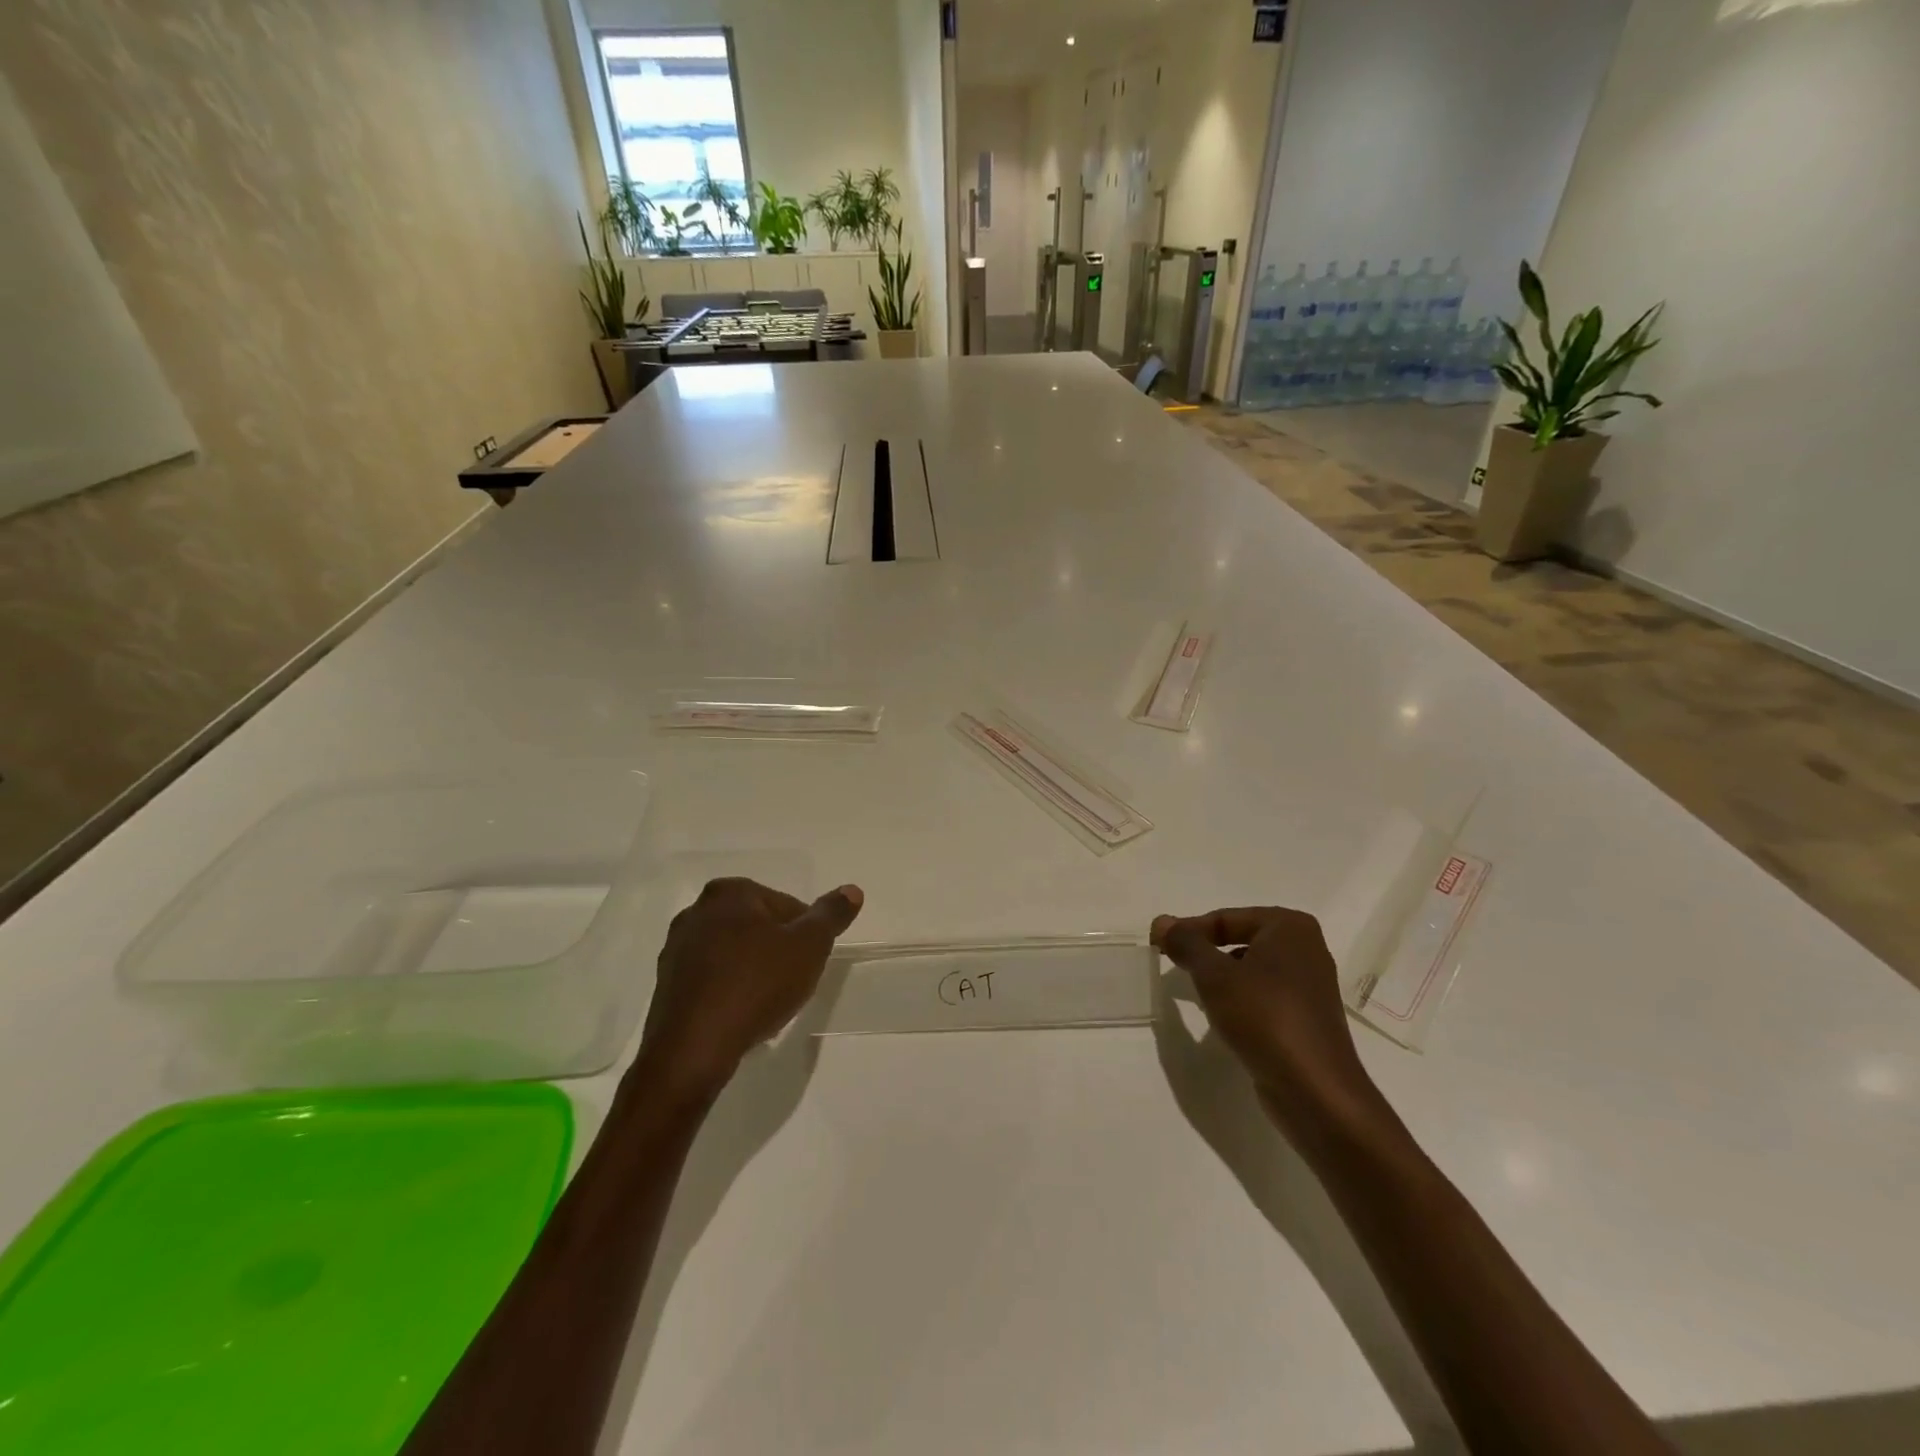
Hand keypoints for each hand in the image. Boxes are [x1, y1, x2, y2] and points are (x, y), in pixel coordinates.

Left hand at [635, 878, 863, 1098]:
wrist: (694, 1048)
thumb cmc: (757, 985)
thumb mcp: (809, 946)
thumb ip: (831, 915)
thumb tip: (852, 890)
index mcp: (730, 892)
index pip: (786, 905)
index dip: (805, 934)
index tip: (809, 962)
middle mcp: (697, 911)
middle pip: (758, 926)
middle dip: (778, 950)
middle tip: (793, 982)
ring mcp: (676, 948)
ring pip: (734, 952)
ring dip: (754, 970)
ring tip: (768, 1002)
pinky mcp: (667, 983)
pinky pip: (712, 978)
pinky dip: (730, 989)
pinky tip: (742, 1014)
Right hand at [1150, 906, 1385, 1141]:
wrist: (1315, 1091)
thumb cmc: (1264, 1017)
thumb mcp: (1215, 975)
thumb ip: (1187, 944)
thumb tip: (1161, 921)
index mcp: (1290, 927)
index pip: (1225, 918)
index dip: (1188, 930)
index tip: (1157, 946)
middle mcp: (1305, 949)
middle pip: (1239, 940)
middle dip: (1204, 953)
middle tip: (1172, 966)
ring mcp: (1309, 985)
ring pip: (1250, 969)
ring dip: (1220, 978)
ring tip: (1194, 993)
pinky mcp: (1306, 1017)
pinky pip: (1263, 995)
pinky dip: (1239, 999)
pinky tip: (1221, 1018)